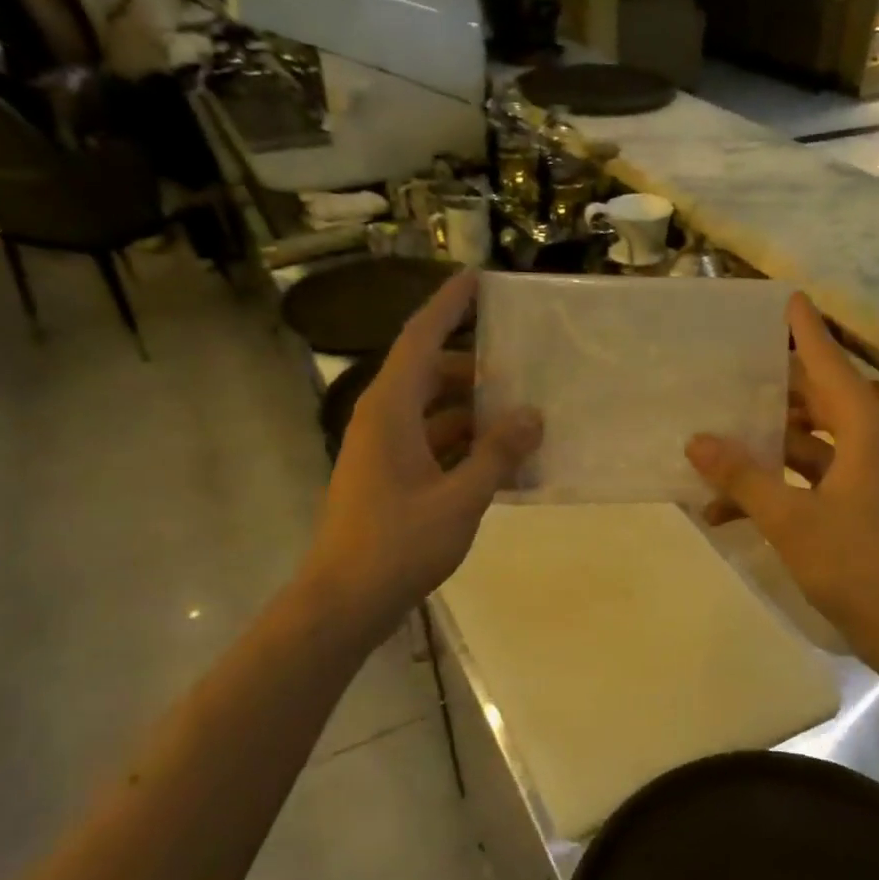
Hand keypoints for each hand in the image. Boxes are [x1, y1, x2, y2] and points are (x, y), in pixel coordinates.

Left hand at [307, 271, 540, 628]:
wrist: (346, 599)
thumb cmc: (398, 544)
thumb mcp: (460, 499)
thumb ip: (497, 454)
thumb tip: (532, 415)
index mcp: (391, 409)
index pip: (421, 337)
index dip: (449, 306)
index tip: (478, 279)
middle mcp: (383, 419)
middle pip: (431, 374)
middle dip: (476, 369)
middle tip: (525, 368)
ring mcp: (384, 450)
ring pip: (434, 412)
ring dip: (475, 413)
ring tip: (523, 418)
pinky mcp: (390, 477)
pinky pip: (432, 445)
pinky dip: (465, 446)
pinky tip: (502, 462)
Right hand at [687, 294, 878, 672]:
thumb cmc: (856, 563)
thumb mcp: (790, 519)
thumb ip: (742, 477)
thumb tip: (697, 439)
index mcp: (864, 431)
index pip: (829, 363)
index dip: (805, 332)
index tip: (786, 298)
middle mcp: (869, 444)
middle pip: (816, 401)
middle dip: (772, 391)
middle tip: (729, 373)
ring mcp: (866, 479)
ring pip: (807, 446)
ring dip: (763, 450)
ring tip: (712, 445)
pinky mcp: (859, 508)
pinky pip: (810, 483)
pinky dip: (775, 489)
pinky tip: (725, 510)